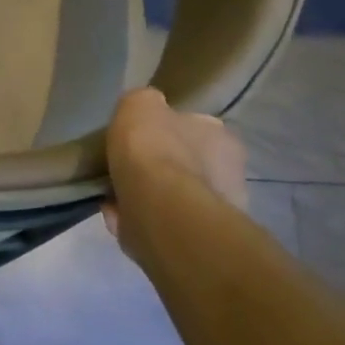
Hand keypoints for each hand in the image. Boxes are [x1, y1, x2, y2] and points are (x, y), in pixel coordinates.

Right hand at [102, 88, 248, 250]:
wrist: (161, 210)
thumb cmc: (153, 150)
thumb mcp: (139, 104)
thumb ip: (142, 104)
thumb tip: (143, 112)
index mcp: (221, 138)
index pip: (193, 128)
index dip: (163, 132)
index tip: (137, 140)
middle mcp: (229, 174)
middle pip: (185, 165)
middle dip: (158, 168)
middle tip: (126, 170)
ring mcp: (216, 212)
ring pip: (173, 197)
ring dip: (146, 196)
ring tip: (114, 197)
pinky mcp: (197, 241)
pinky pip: (161, 223)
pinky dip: (138, 220)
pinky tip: (117, 216)